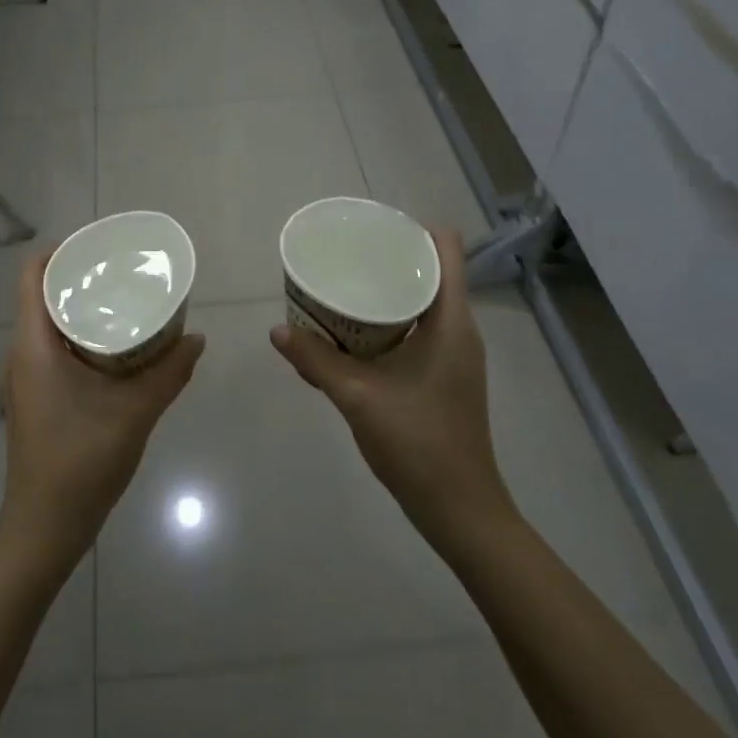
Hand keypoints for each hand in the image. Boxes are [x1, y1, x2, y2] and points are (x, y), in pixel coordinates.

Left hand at [0, 250, 205, 563]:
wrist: (45, 527)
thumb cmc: (81, 462)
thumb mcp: (135, 412)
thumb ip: (169, 372)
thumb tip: (197, 338)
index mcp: (33, 346)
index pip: (33, 275)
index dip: (63, 251)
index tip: (102, 246)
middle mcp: (23, 353)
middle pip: (44, 294)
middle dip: (83, 277)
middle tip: (125, 271)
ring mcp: (27, 377)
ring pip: (51, 323)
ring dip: (84, 307)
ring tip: (126, 299)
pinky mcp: (38, 396)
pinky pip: (55, 347)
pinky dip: (83, 334)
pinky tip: (118, 344)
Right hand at [271, 228, 513, 551]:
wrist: (460, 510)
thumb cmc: (418, 443)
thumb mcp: (358, 397)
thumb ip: (316, 361)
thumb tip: (277, 330)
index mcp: (451, 322)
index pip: (447, 249)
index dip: (414, 229)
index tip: (373, 228)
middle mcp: (459, 330)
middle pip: (432, 272)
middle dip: (390, 258)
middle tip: (346, 254)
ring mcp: (455, 355)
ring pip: (424, 303)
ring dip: (388, 291)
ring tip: (345, 285)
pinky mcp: (445, 376)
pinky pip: (419, 330)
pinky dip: (390, 321)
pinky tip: (355, 333)